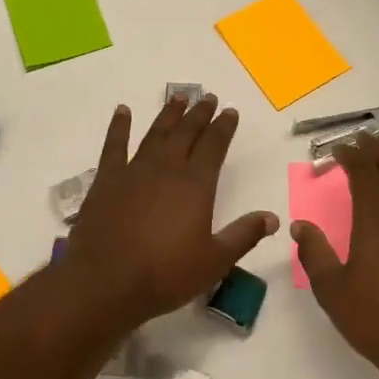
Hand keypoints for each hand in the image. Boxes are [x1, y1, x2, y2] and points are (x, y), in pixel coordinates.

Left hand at [60, 95, 277, 329]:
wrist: (105, 281)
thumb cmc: (165, 274)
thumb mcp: (215, 261)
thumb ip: (244, 235)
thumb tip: (273, 218)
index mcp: (196, 185)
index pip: (214, 146)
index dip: (224, 127)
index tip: (230, 111)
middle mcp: (167, 168)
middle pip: (187, 133)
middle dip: (199, 114)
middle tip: (207, 97)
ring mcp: (134, 171)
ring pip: (155, 133)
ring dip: (169, 114)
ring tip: (178, 97)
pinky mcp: (106, 180)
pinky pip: (114, 145)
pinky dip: (119, 126)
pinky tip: (123, 111)